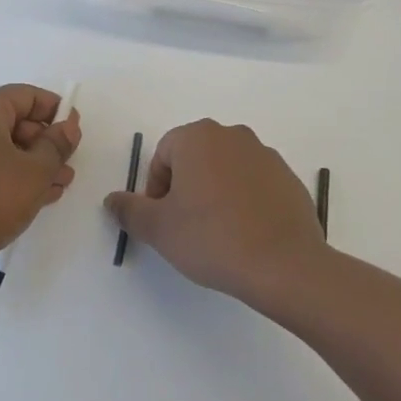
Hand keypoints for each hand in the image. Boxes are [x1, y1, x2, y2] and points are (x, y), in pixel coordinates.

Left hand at [0, 85, 80, 295]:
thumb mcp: (33, 172)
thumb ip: (56, 146)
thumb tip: (68, 126)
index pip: (26, 96)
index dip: (54, 109)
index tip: (75, 131)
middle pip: (17, 123)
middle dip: (47, 142)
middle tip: (70, 164)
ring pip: (8, 151)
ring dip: (37, 165)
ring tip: (62, 185)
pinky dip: (17, 180)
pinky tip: (40, 198)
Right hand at [104, 120, 329, 307]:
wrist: (284, 265)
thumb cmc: (212, 238)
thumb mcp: (159, 229)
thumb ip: (129, 210)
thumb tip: (112, 200)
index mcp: (197, 136)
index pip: (163, 155)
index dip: (157, 189)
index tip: (164, 221)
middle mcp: (232, 135)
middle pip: (195, 158)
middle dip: (186, 188)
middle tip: (186, 227)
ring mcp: (264, 154)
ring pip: (225, 170)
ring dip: (215, 193)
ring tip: (218, 234)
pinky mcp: (288, 178)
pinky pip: (254, 184)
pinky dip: (245, 202)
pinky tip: (246, 235)